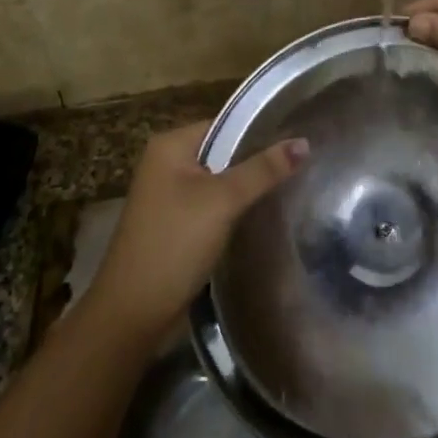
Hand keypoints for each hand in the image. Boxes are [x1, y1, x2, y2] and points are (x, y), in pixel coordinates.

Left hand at [85, 121, 305, 341]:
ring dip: (246, 187)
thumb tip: (304, 142)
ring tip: (291, 187)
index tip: (298, 140)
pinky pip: (211, 205)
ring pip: (219, 181)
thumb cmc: (174, 244)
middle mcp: (165, 163)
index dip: (260, 131)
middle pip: (223, 152)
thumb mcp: (222, 201)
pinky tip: (262, 215)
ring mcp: (168, 195)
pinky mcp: (175, 224)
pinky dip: (233, 208)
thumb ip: (263, 170)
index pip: (225, 125)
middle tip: (301, 165)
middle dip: (256, 161)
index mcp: (170, 145)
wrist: (132, 313)